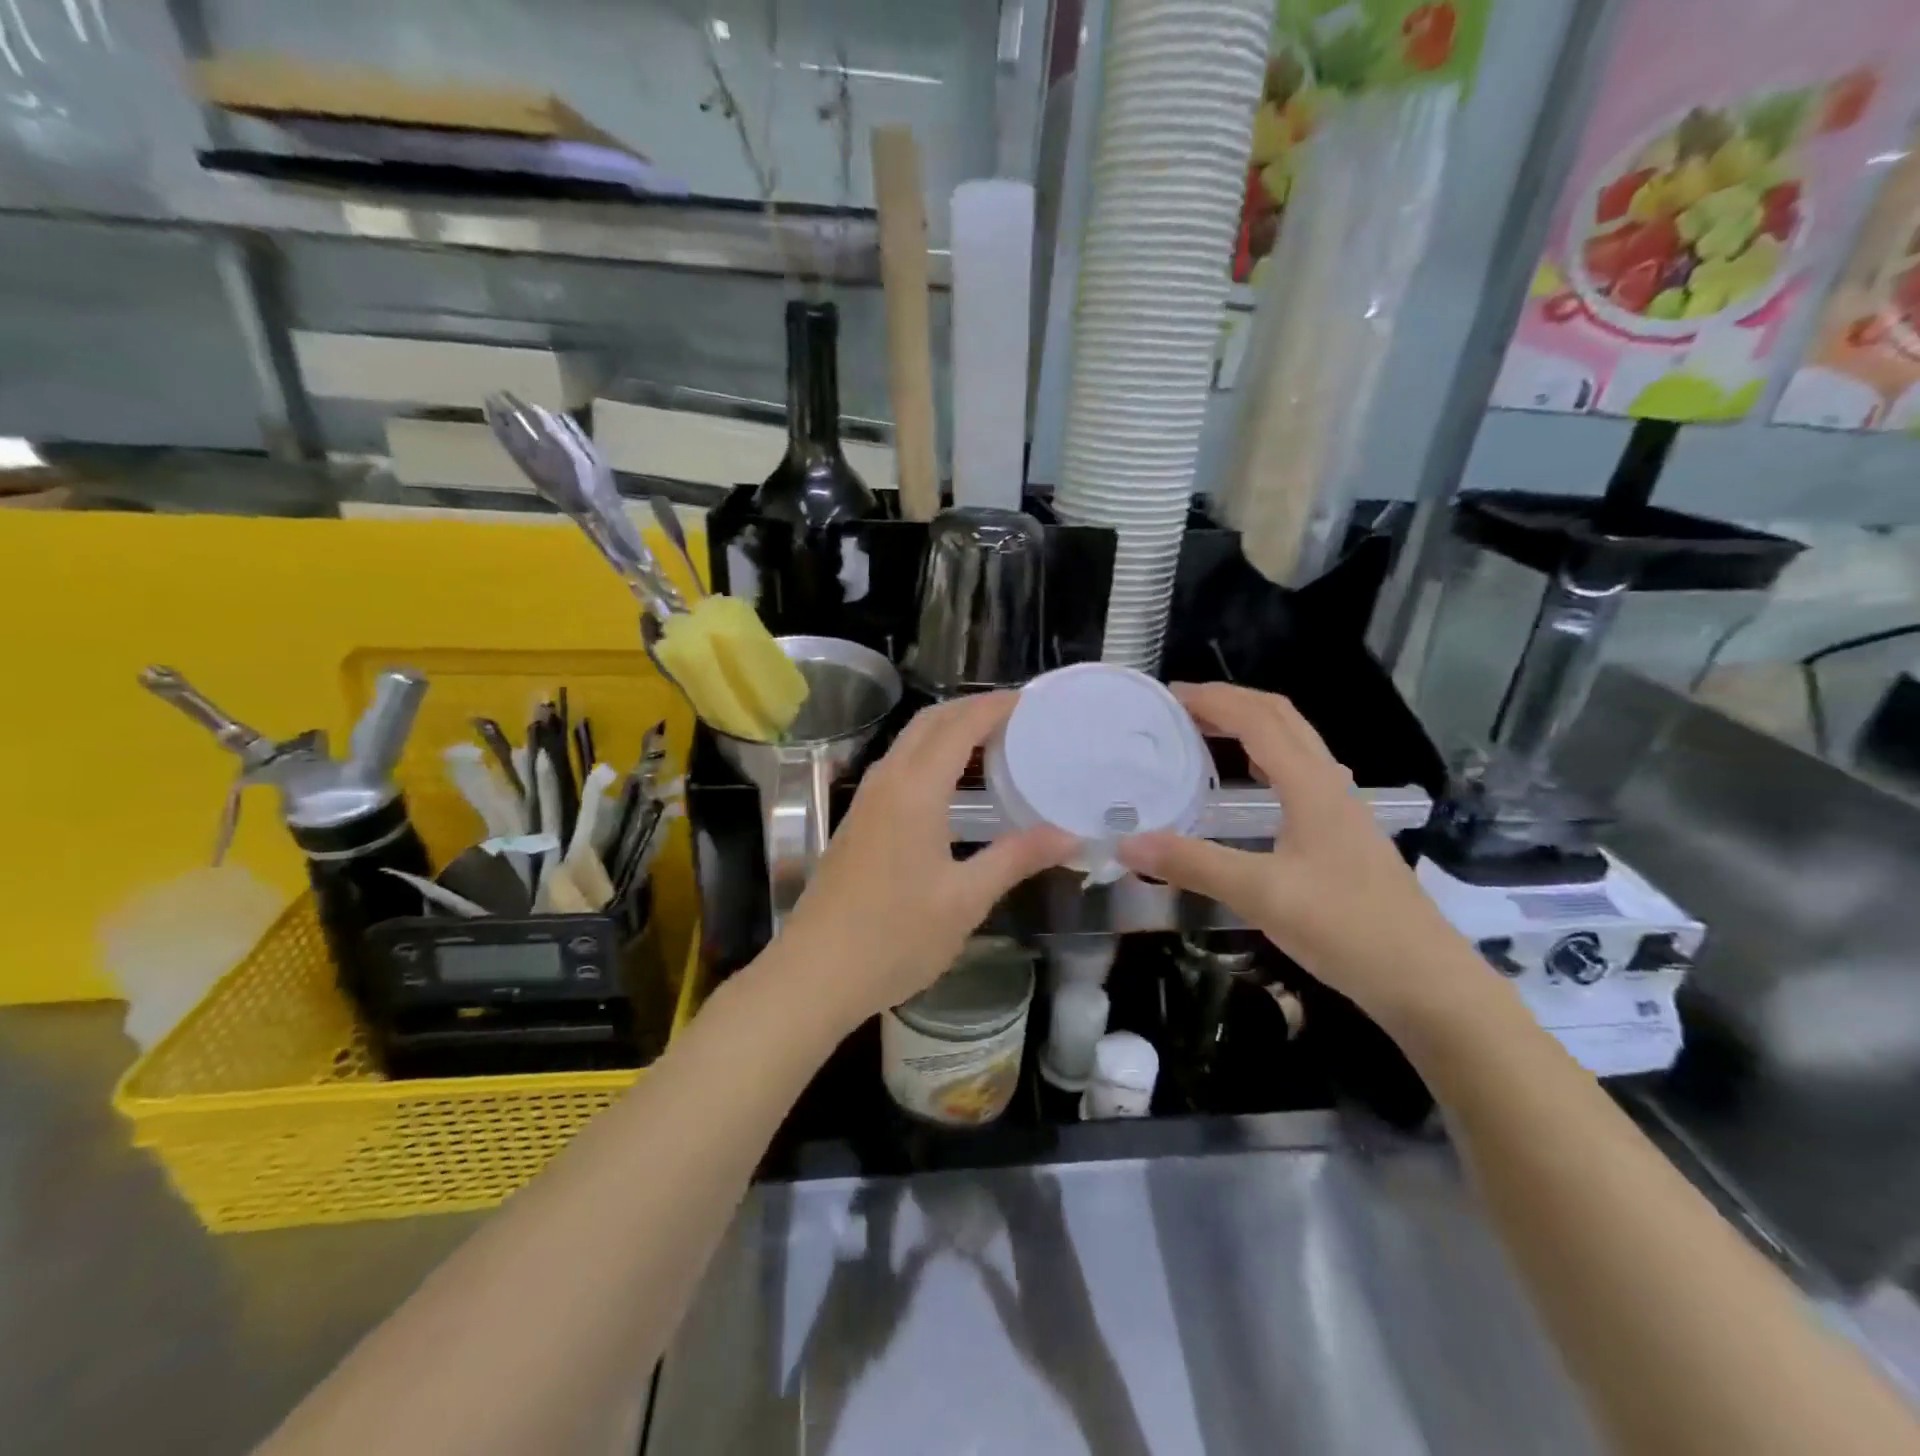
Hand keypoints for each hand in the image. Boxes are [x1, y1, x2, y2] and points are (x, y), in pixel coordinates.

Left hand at [776, 692, 1073, 1026]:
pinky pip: (900, 767)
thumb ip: (1016, 858)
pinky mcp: (858, 821)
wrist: (815, 973)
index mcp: (915, 790)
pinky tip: (955, 786)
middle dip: (973, 709)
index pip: (960, 725)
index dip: (997, 707)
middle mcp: (887, 781)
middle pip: (930, 722)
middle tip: (1020, 718)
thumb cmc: (894, 937)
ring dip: (950, 731)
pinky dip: (932, 756)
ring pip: (910, 743)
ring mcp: (867, 800)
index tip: (1035, 701)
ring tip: (996, 743)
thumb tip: (1070, 835)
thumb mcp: (965, 900)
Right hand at [1118, 683, 1477, 1028]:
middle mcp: (1329, 785)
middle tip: (1179, 708)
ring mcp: (1340, 809)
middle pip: (1281, 719)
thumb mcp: (1262, 895)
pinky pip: (1296, 774)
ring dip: (1248, 726)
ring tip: (1202, 733)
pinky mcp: (1341, 834)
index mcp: (1312, 786)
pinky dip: (1261, 759)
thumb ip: (1193, 864)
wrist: (1423, 979)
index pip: (1258, 720)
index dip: (1213, 699)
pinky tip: (1243, 785)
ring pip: (1293, 744)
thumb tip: (1126, 844)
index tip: (1167, 696)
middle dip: (1230, 702)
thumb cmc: (1346, 928)